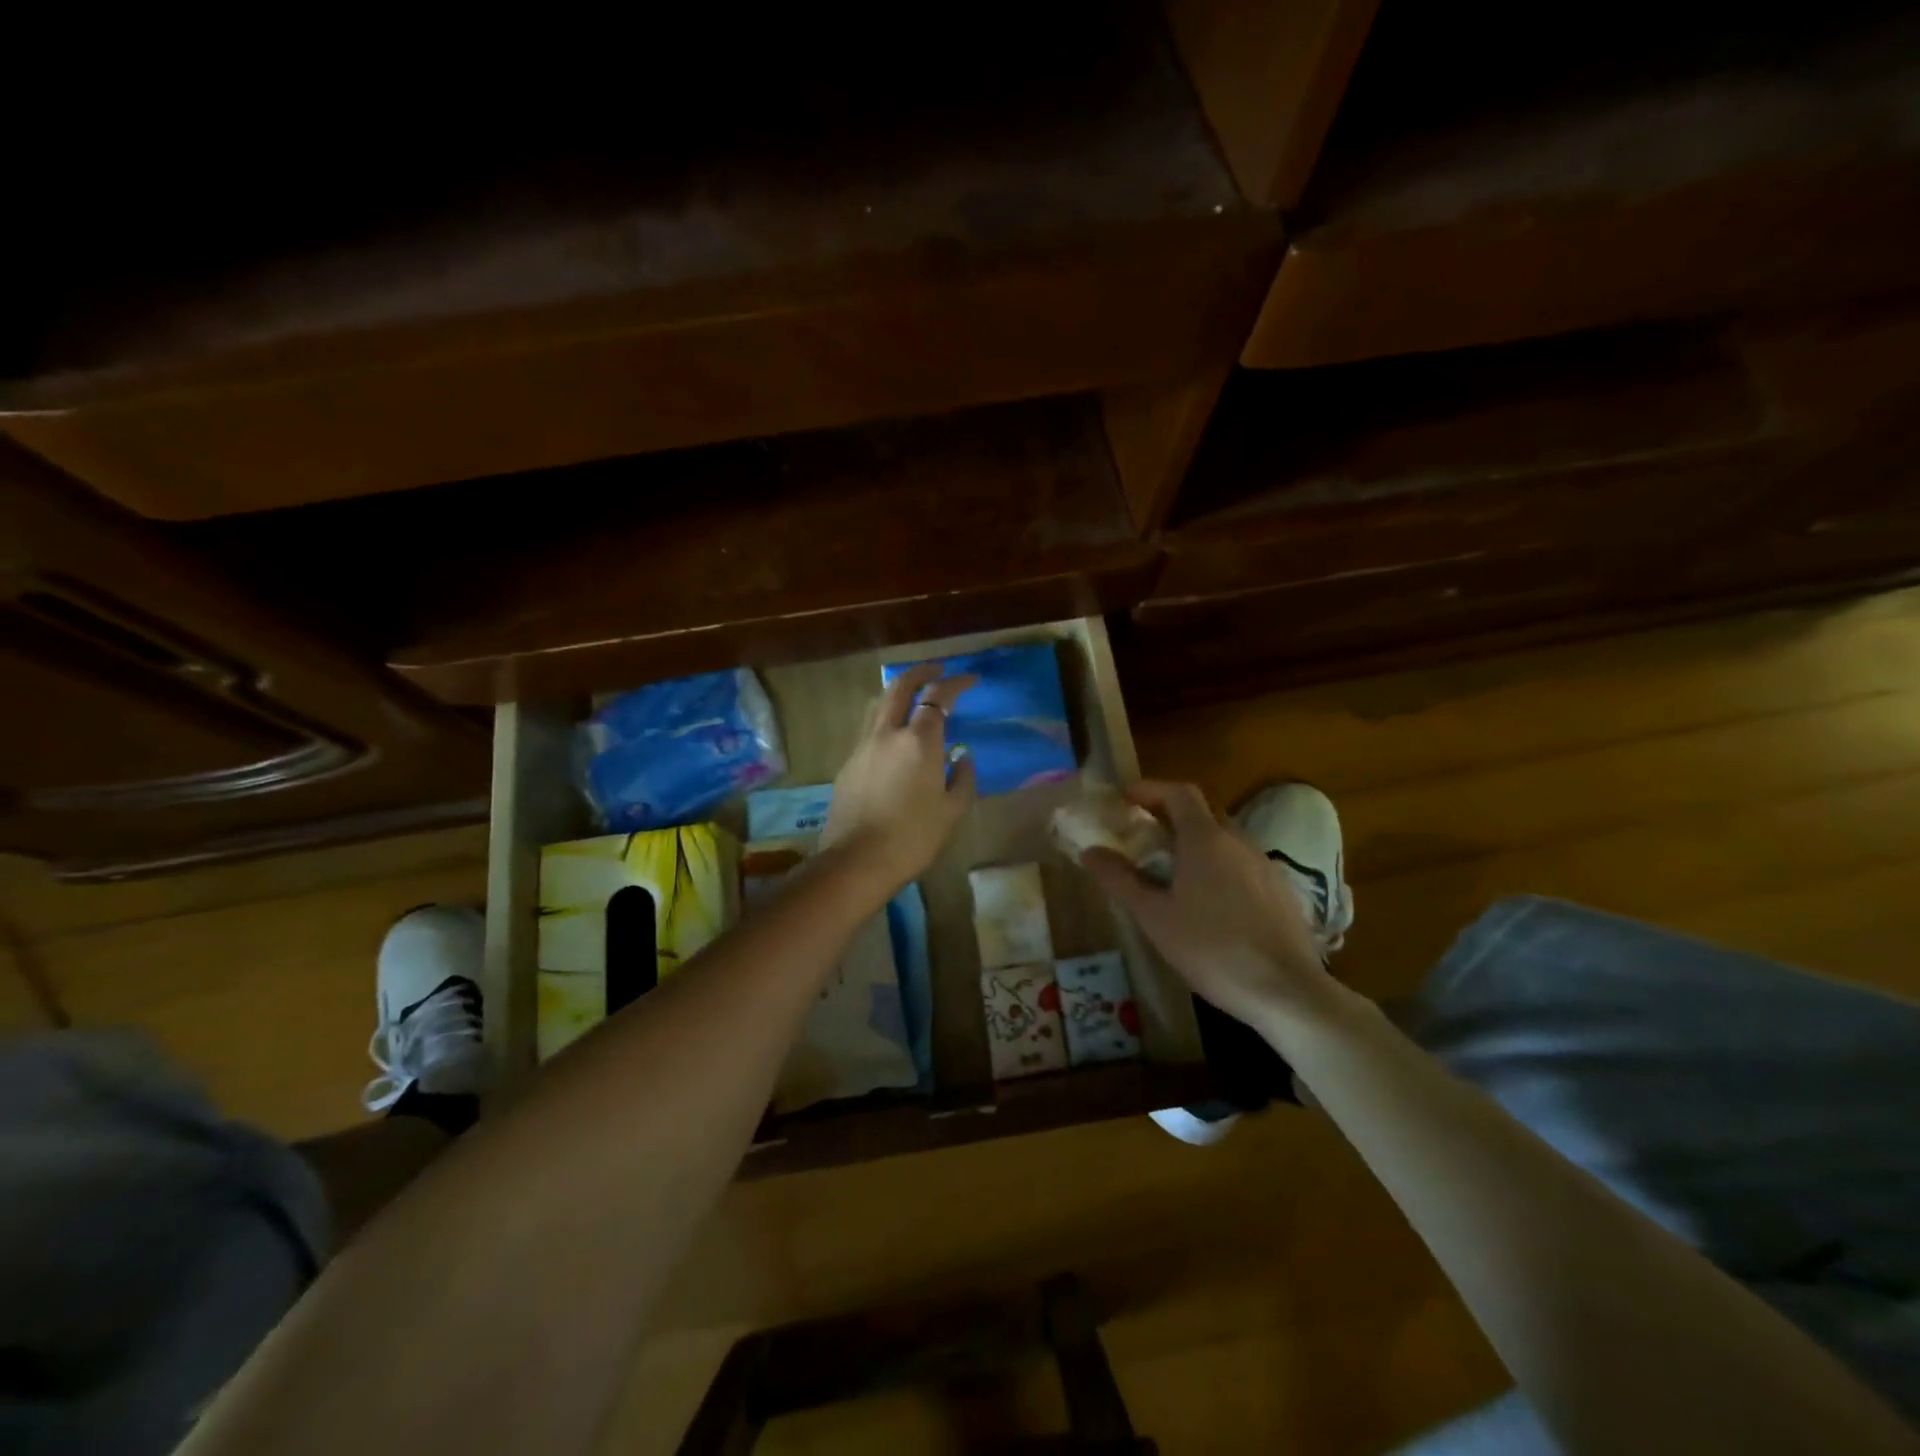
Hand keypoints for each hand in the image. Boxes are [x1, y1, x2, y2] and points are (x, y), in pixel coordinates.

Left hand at [822, 663, 977, 896]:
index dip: (955, 683)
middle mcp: (887, 733)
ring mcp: (863, 747)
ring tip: (913, 696)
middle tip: (937, 670)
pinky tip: (894, 736)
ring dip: (898, 692)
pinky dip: (886, 719)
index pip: (937, 697)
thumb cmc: (913, 838)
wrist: (856, 861)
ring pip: (879, 705)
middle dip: (921, 673)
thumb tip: (962, 756)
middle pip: (900, 687)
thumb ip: (963, 778)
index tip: (970, 680)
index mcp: (919, 741)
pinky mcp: (848, 764)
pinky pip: (870, 729)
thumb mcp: (952, 812)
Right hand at [1081, 781, 1335, 1028]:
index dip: (1151, 789)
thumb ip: (1121, 880)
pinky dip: (1219, 866)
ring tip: (1172, 870)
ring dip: (1195, 842)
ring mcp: (1265, 865)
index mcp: (1206, 840)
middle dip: (1170, 815)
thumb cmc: (1211, 949)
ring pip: (1225, 839)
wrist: (1287, 991)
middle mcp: (1239, 842)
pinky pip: (1243, 864)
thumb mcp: (1154, 917)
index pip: (1179, 793)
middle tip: (1143, 834)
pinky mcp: (1282, 891)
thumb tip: (1090, 851)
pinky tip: (1209, 901)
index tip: (1126, 798)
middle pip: (1203, 813)